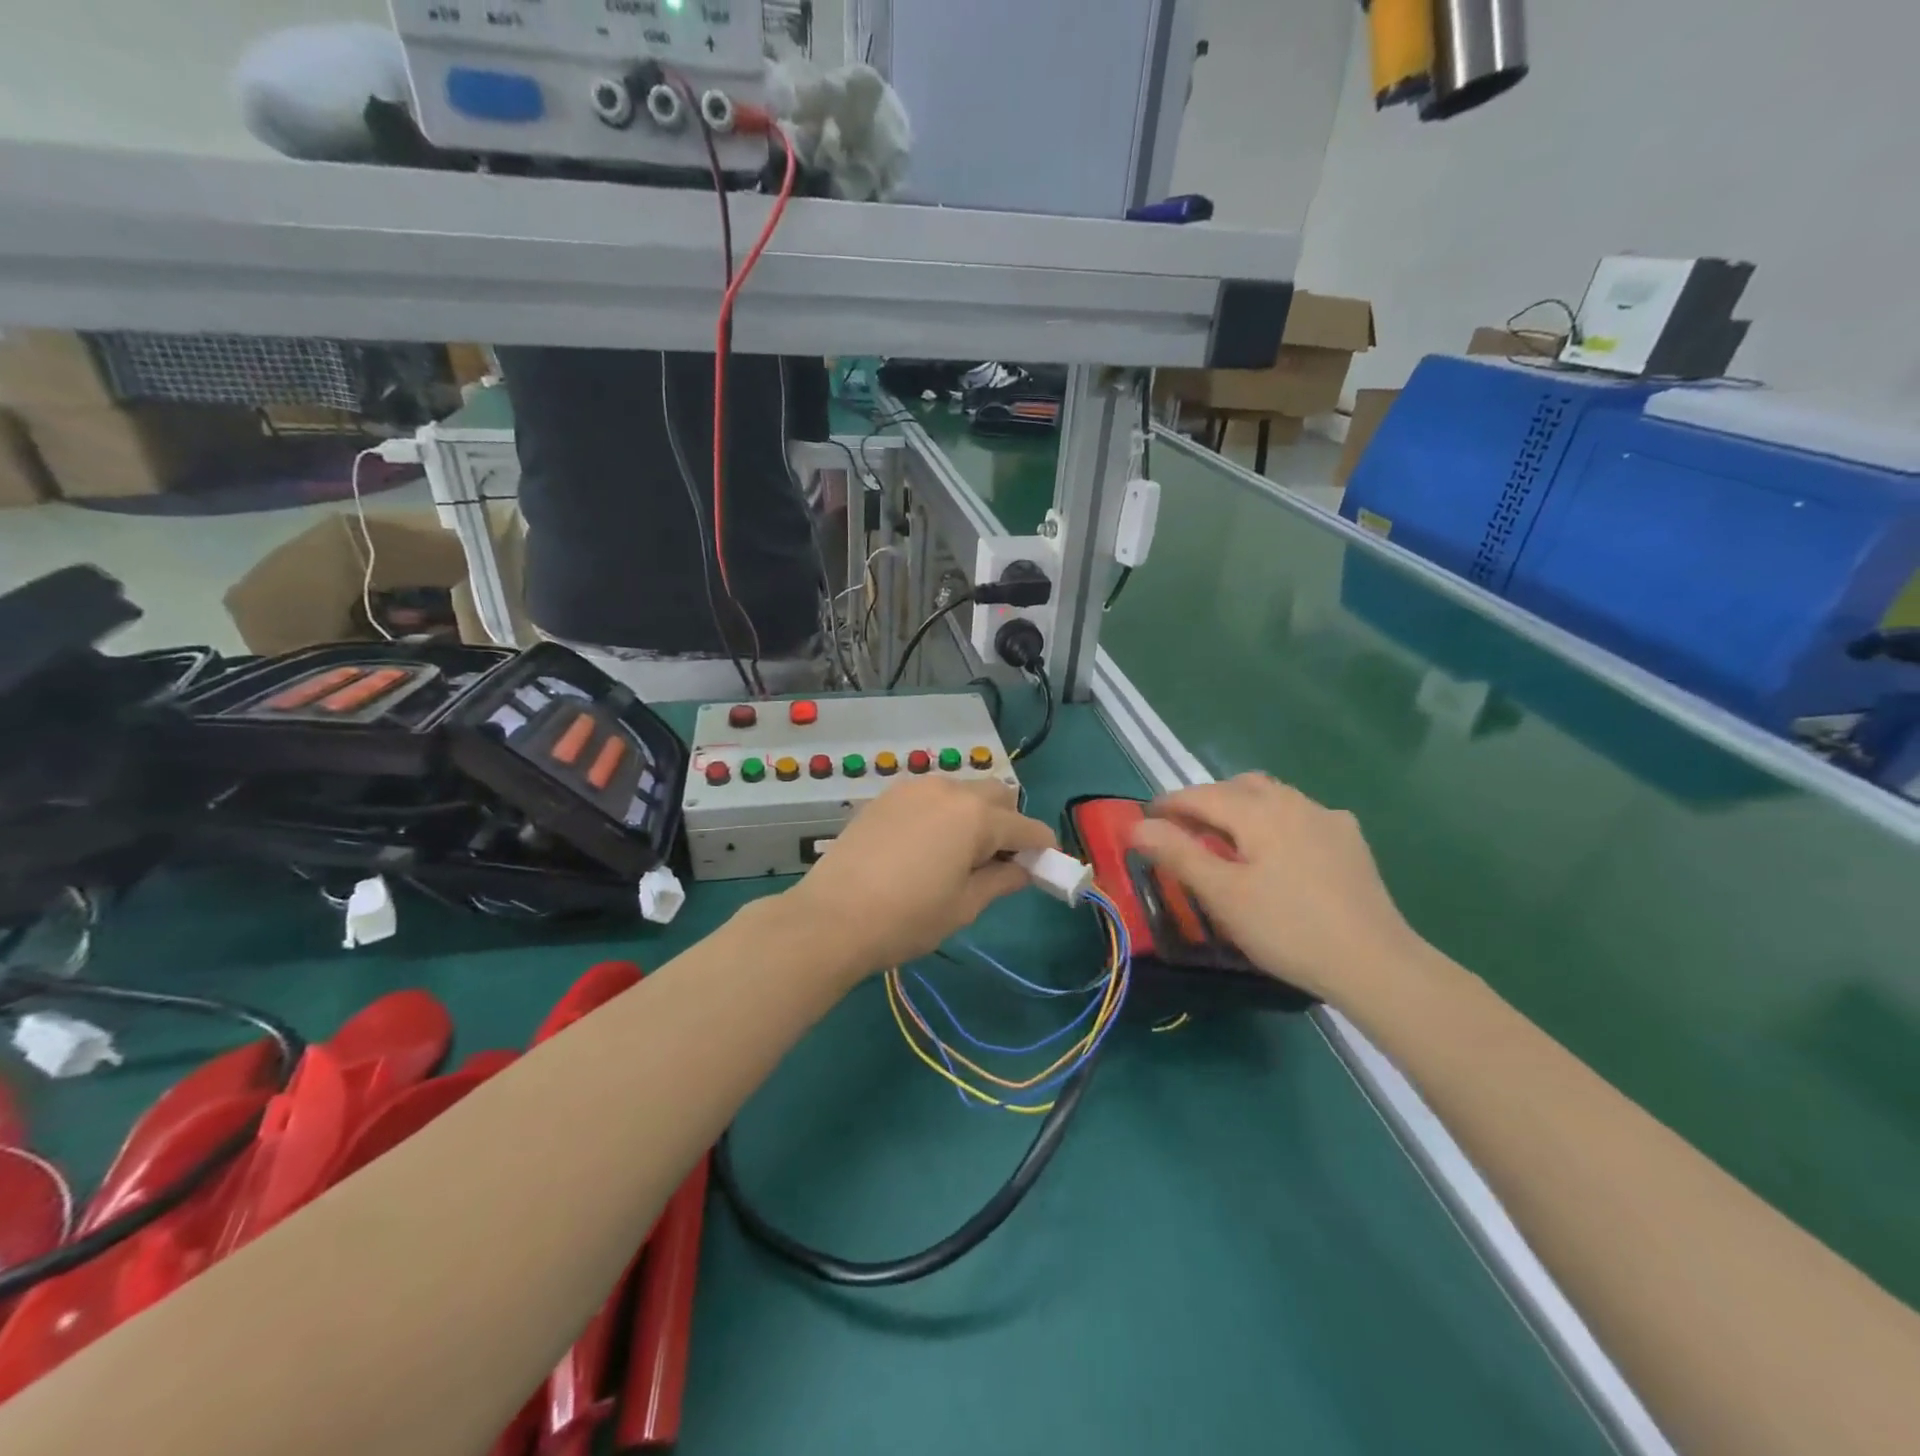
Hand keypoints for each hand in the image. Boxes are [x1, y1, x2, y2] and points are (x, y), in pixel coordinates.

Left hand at [782, 778, 1055, 976]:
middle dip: (1009, 822)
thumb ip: (1001, 880)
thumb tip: (1023, 869)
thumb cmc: (907, 918)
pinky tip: (926, 845)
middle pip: (997, 795)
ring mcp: (913, 788)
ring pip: (962, 790)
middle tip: (999, 861)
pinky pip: (930, 796)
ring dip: (974, 814)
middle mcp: (949, 789)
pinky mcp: (886, 796)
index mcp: (976, 816)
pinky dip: (942, 813)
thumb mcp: (964, 906)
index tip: (1046, 867)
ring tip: (959, 854)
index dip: (1042, 847)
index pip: (1026, 826)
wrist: (831, 918)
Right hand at [1130, 774, 1425, 1007]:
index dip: (1169, 804)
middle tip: (1185, 829)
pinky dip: (1276, 822)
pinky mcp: (1350, 842)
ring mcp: (1327, 819)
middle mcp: (1293, 802)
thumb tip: (1136, 826)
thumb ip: (1178, 853)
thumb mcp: (1222, 894)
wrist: (1375, 963)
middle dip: (1206, 801)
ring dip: (1242, 808)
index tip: (1145, 818)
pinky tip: (1280, 852)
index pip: (1201, 795)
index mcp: (1258, 810)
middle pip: (1238, 787)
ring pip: (1273, 797)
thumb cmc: (1287, 928)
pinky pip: (1302, 816)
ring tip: (1228, 839)